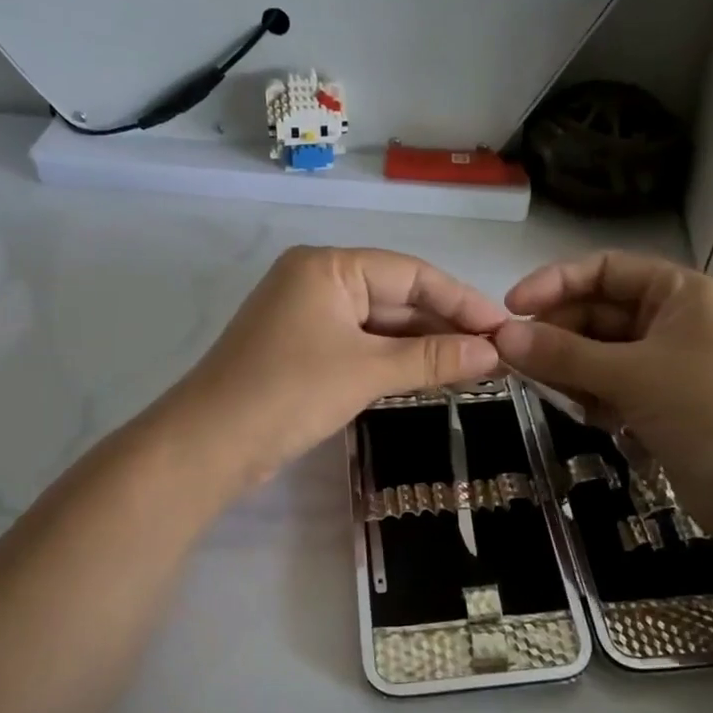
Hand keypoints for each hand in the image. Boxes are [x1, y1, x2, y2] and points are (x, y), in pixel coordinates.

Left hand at [173, 246, 506, 483]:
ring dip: (422, 345)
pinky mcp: (303, 349)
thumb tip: (495, 351)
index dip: (461, 300)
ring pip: (379, 324)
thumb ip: (433, 358)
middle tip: (497, 352)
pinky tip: (431, 374)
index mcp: (328, 267)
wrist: (208, 445)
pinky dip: (394, 360)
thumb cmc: (289, 393)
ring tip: (476, 366)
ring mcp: (307, 316)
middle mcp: (317, 280)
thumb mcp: (367, 372)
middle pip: (395, 296)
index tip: (503, 326)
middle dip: (444, 325)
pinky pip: (360, 345)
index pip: (410, 272)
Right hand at [492, 251, 712, 527]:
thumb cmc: (708, 412)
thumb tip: (501, 339)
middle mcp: (672, 320)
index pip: (604, 269)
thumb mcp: (632, 376)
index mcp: (678, 293)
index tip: (511, 308)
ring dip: (570, 369)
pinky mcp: (659, 402)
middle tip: (514, 359)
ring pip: (598, 353)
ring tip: (551, 391)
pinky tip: (586, 414)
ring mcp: (666, 363)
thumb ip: (563, 355)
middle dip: (558, 335)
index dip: (554, 282)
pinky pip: (610, 385)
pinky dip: (591, 395)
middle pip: (597, 313)